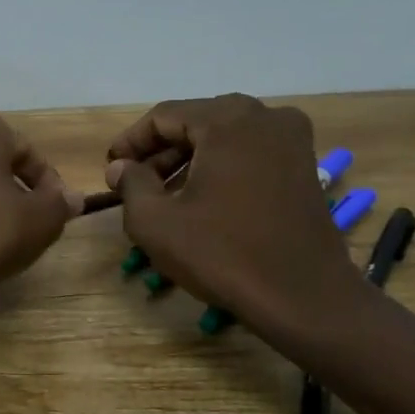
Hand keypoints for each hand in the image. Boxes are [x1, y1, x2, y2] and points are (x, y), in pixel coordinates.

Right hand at [105, 95, 365, 354]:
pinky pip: (249, 154)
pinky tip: (201, 201)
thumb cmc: (222, 253)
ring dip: (189, 162)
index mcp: (227, 119)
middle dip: (160, 152)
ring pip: (224, 139)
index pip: (163, 116)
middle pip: (196, 123)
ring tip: (162, 196)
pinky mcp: (304, 166)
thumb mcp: (155, 221)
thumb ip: (130, 184)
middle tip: (133, 183)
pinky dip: (220, 169)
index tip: (110, 168)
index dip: (131, 142)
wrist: (302, 296)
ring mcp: (292, 140)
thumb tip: (120, 166)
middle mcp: (265, 116)